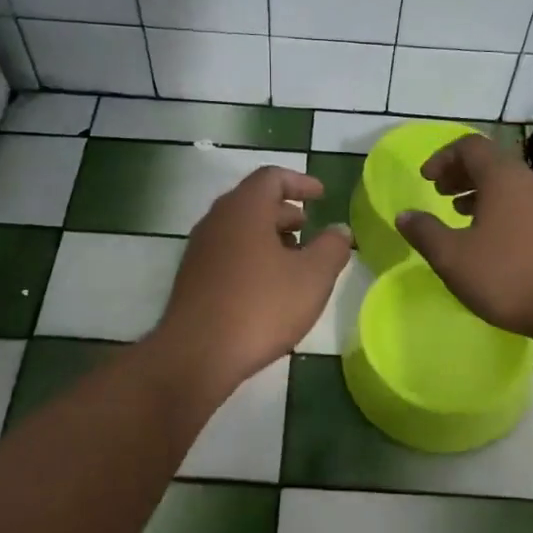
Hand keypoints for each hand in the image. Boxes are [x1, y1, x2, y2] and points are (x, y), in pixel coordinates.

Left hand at [155, 165, 351, 389]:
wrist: (197, 354)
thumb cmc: (261, 307)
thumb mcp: (312, 277)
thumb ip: (332, 248)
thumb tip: (339, 230)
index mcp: (244, 209)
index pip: (272, 177)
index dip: (300, 182)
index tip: (322, 195)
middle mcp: (217, 220)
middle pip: (253, 202)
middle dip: (285, 212)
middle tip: (310, 228)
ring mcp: (200, 250)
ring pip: (239, 230)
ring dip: (269, 236)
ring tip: (294, 260)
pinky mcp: (192, 278)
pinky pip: (227, 253)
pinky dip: (252, 256)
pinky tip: (268, 287)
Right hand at [396, 134, 532, 337]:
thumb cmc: (508, 276)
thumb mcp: (453, 257)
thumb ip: (425, 232)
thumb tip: (405, 215)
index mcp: (503, 178)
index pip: (470, 146)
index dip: (443, 157)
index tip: (425, 179)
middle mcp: (528, 182)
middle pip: (490, 162)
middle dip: (459, 173)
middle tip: (439, 192)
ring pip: (507, 185)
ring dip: (478, 192)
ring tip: (458, 213)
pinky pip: (520, 204)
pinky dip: (497, 209)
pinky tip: (487, 239)